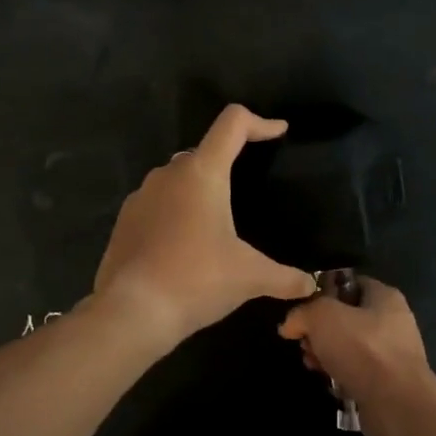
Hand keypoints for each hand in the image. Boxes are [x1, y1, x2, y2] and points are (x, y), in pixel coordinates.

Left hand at [93, 105, 314, 347]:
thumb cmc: (197, 280)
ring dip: (199, 189)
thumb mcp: (249, 277)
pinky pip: (157, 202)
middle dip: (229, 161)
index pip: (233, 123)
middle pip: (205, 151)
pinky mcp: (125, 220)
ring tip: (218, 221)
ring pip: (178, 177)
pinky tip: (185, 244)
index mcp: (202, 173)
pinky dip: (175, 212)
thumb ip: (284, 277)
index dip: (260, 123)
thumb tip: (310, 285)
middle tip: (249, 186)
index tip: (279, 132)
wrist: (132, 313)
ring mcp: (141, 195)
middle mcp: (169, 173)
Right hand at [279, 277, 435, 435]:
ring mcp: (391, 354)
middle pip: (346, 317)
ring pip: (349, 346)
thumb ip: (302, 313)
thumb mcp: (323, 316)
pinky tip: (327, 381)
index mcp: (384, 296)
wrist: (397, 404)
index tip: (302, 308)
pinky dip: (339, 374)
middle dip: (319, 329)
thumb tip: (289, 324)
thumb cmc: (363, 349)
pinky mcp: (387, 382)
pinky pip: (356, 371)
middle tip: (303, 341)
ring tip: (311, 363)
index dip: (323, 292)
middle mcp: (392, 321)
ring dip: (326, 353)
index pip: (349, 284)